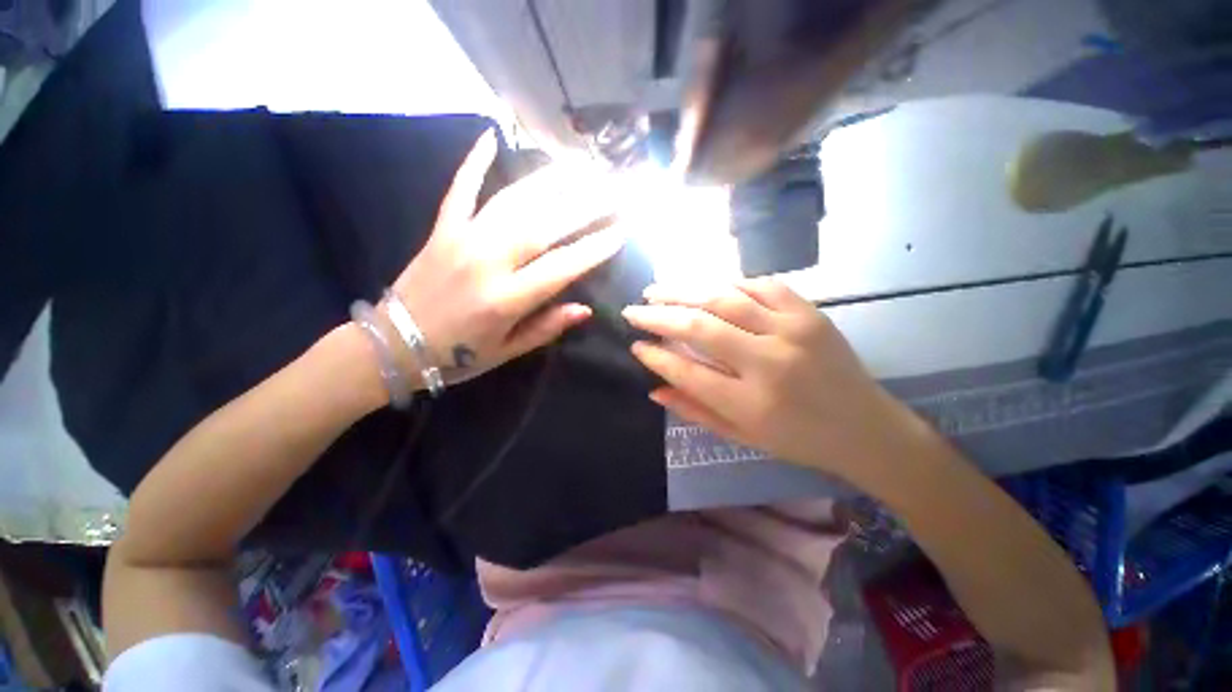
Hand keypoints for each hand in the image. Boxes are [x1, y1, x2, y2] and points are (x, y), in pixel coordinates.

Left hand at [388, 130, 625, 384]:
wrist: (393, 345)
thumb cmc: (458, 356)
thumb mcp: (508, 351)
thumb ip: (547, 328)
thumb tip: (585, 309)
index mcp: (506, 299)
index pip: (561, 267)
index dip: (594, 249)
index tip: (621, 232)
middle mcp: (487, 261)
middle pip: (544, 225)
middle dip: (585, 206)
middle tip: (614, 191)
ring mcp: (462, 239)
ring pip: (513, 201)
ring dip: (550, 181)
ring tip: (581, 167)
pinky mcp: (442, 229)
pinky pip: (460, 189)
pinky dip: (475, 162)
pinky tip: (492, 135)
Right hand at [622, 278, 916, 478]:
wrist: (868, 429)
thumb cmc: (799, 440)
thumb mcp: (742, 436)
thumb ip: (695, 410)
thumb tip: (654, 388)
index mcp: (750, 403)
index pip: (687, 371)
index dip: (655, 356)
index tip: (635, 345)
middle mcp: (768, 363)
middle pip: (699, 327)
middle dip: (658, 316)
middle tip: (633, 310)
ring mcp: (792, 331)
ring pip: (725, 297)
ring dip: (684, 290)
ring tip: (657, 290)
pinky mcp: (810, 313)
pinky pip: (761, 285)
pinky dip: (728, 283)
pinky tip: (708, 287)